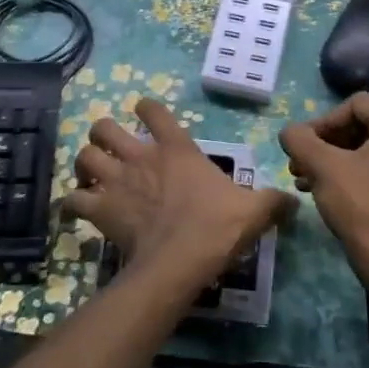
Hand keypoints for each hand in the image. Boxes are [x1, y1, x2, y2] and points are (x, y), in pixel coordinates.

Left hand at [68, 99, 295, 285]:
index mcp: (176, 148)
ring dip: (85, 163)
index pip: (153, 111)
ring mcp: (117, 181)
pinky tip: (80, 209)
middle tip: (111, 148)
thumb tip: (295, 204)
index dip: (146, 108)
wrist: (181, 260)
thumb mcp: (254, 211)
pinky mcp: (100, 210)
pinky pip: (73, 199)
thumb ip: (273, 202)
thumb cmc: (216, 226)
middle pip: (104, 127)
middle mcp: (140, 156)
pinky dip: (74, 202)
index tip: (145, 113)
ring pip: (84, 156)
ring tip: (92, 174)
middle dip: (103, 133)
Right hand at [279, 92, 368, 279]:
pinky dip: (352, 173)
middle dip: (326, 142)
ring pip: (368, 149)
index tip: (303, 145)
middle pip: (362, 125)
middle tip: (299, 163)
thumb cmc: (361, 205)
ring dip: (333, 159)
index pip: (355, 104)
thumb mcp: (322, 167)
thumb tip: (289, 132)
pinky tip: (325, 192)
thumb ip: (300, 140)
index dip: (323, 120)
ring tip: (304, 179)